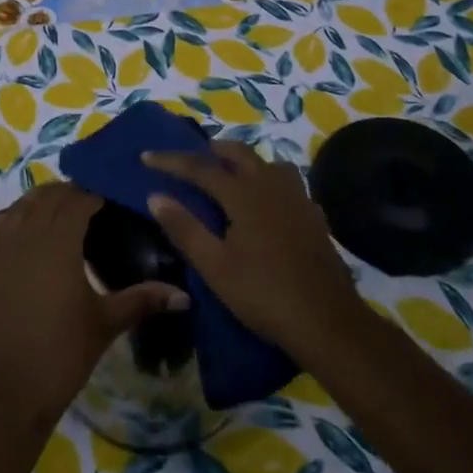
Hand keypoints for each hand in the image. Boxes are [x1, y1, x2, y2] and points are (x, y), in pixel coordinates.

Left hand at [0, 181, 186, 425]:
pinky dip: (0, 220)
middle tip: (92, 203)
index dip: (95, 194)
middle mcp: (26, 237)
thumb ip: (143, 300)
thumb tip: (185, 296)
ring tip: (58, 207)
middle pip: (47, 199)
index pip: (78, 201)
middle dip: (69, 193)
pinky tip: (11, 223)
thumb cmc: (63, 354)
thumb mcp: (106, 323)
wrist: (9, 394)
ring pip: (17, 209)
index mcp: (59, 243)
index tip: (113, 197)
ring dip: (38, 201)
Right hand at [143, 140, 367, 363]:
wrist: (326, 321)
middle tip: (190, 158)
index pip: (200, 167)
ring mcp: (297, 199)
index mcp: (244, 194)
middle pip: (238, 153)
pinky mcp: (313, 215)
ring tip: (229, 173)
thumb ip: (184, 228)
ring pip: (267, 163)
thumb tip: (155, 196)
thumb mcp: (215, 267)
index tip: (146, 156)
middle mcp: (271, 186)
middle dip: (211, 151)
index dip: (170, 160)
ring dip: (243, 161)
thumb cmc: (263, 294)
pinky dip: (268, 179)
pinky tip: (265, 201)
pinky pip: (287, 182)